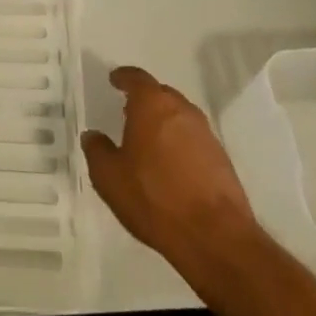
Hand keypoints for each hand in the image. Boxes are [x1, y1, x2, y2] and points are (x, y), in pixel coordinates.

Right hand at [81, 66, 257, 270]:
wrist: (216, 237)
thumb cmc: (155, 198)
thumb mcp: (110, 178)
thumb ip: (97, 151)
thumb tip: (93, 136)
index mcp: (152, 104)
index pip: (136, 78)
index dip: (123, 77)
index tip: (115, 80)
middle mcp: (181, 110)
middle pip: (161, 94)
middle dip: (145, 100)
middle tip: (129, 112)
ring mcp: (206, 134)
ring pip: (180, 117)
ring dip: (164, 122)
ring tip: (149, 140)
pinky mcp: (222, 159)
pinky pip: (194, 140)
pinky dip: (181, 144)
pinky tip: (172, 165)